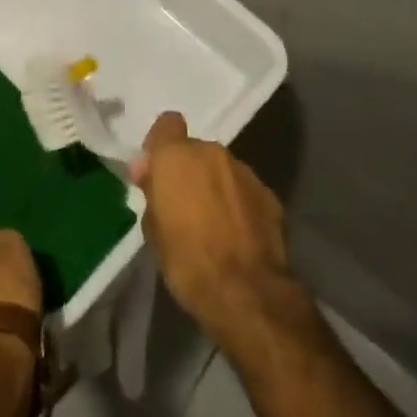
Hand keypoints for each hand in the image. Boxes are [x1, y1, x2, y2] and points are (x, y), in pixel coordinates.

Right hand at [129, 112, 301, 350]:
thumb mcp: (153, 229)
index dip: (160, 145)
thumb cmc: (187, 261)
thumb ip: (151, 191)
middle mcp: (213, 153)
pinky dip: (237, 203)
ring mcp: (245, 171)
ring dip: (214, 186)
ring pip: (221, 169)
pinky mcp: (269, 194)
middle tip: (182, 205)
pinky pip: (243, 190)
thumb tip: (147, 170)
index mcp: (178, 156)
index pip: (167, 124)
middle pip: (195, 150)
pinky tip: (236, 233)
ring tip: (212, 223)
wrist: (247, 292)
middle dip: (188, 170)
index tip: (156, 172)